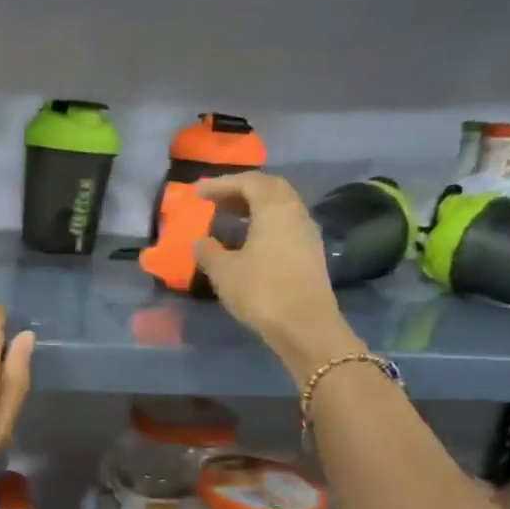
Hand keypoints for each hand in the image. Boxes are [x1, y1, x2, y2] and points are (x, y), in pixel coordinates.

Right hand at [193, 172, 363, 376]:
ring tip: (229, 218)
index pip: (249, 182)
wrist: (305, 327)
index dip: (222, 184)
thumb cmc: (262, 291)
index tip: (199, 193)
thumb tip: (199, 241)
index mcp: (275, 208)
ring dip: (254, 207)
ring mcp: (307, 233)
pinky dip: (264, 223)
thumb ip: (208, 251)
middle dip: (241, 190)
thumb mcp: (224, 271)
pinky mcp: (311, 253)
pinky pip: (285, 225)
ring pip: (280, 207)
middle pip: (270, 188)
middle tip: (216, 200)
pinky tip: (248, 240)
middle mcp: (295, 213)